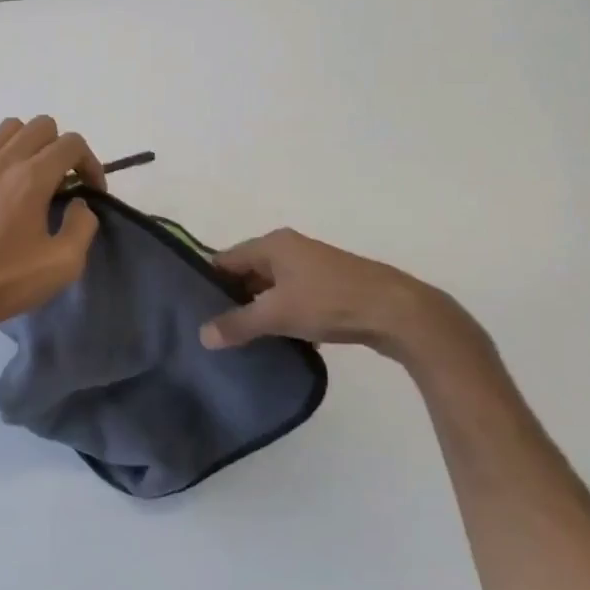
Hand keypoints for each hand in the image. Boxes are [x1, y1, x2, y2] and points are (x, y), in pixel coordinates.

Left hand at [0, 117, 106, 341]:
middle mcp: (2, 161)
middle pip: (43, 126)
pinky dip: (3, 151)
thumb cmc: (6, 282)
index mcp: (30, 178)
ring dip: (31, 144)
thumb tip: (78, 203)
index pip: (71, 143)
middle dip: (62, 149)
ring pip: (11, 128)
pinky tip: (5, 183)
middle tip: (65, 184)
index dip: (90, 163)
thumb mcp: (63, 264)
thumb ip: (82, 225)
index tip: (92, 191)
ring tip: (35, 178)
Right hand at [200, 229, 485, 365]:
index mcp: (273, 244)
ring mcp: (313, 268)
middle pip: (248, 274)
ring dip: (260, 313)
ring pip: (272, 290)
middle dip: (233, 300)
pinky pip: (294, 301)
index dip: (208, 283)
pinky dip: (284, 319)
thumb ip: (237, 324)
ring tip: (241, 341)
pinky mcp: (331, 289)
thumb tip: (201, 335)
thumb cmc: (329, 301)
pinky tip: (279, 345)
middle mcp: (290, 249)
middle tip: (214, 330)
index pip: (225, 259)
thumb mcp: (276, 314)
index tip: (192, 310)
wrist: (397, 312)